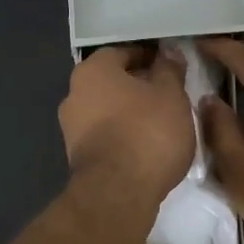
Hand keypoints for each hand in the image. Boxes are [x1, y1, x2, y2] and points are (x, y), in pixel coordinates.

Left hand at [59, 45, 194, 200]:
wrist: (118, 192)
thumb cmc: (147, 132)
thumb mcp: (171, 95)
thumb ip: (169, 69)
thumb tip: (168, 51)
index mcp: (92, 70)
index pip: (123, 52)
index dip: (149, 57)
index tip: (172, 67)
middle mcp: (74, 93)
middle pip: (112, 81)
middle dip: (139, 85)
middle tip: (170, 95)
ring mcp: (71, 126)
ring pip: (107, 109)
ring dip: (131, 111)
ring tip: (163, 122)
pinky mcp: (77, 155)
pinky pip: (104, 134)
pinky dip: (123, 134)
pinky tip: (146, 145)